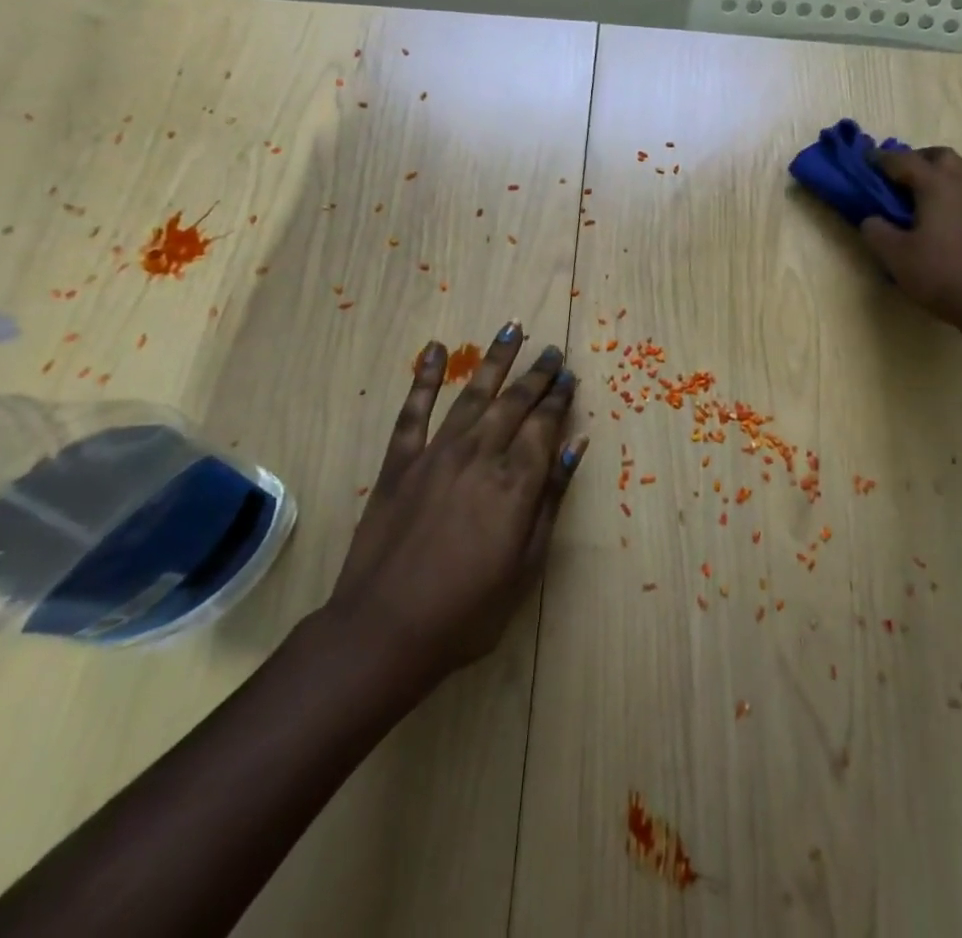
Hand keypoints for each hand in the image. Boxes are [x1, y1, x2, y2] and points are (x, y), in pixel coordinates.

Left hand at [321, 324, 584, 689]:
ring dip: (496, 360)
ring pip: (474, 394)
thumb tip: (577, 446)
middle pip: (515, 402)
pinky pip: (413, 411)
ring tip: (512, 328)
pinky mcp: (399, 463)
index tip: (570, 376)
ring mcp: (436, 454)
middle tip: (551, 350)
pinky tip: (436, 349)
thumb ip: (552, 499)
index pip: (545, 425)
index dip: (560, 398)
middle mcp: (480, 455)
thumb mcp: (527, 565)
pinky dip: (425, 377)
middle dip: (537, 374)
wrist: (384, 632)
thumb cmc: (468, 610)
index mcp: (515, 482)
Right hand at [859, 146, 961, 337]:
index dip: (881, 159)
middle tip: (897, 179)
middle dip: (916, 161)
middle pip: (939, 156)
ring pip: (960, 172)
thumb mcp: (894, 255)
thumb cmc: (940, 273)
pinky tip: (944, 219)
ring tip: (920, 200)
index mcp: (937, 184)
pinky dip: (954, 195)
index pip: (903, 160)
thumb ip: (875, 230)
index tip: (865, 161)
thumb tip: (872, 219)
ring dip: (938, 177)